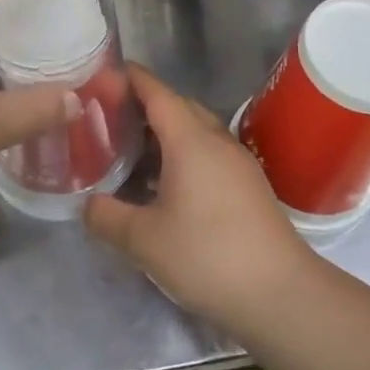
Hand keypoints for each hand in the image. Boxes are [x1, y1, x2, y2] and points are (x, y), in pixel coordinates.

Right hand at [85, 65, 317, 331]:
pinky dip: (181, 155)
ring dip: (163, 132)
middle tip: (107, 117)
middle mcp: (216, 141)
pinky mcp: (248, 187)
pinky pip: (208, 154)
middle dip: (143, 104)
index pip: (156, 91)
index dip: (129, 78)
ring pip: (195, 131)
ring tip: (129, 150)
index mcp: (190, 139)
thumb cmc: (208, 255)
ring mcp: (237, 163)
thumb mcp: (144, 240)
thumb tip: (86, 204)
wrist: (282, 296)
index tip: (100, 73)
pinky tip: (164, 184)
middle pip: (177, 106)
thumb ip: (107, 216)